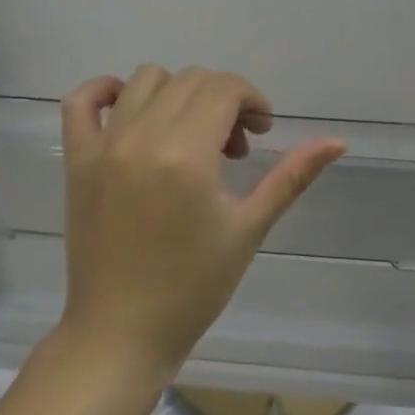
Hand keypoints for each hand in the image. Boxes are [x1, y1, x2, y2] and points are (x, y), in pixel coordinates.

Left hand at [57, 65, 345, 380]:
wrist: (121, 334)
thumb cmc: (193, 286)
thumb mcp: (250, 227)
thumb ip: (292, 176)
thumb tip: (338, 141)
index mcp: (185, 154)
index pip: (224, 88)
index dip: (252, 100)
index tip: (262, 132)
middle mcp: (141, 137)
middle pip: (191, 81)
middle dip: (223, 100)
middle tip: (235, 147)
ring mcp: (103, 146)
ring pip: (146, 81)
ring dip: (178, 95)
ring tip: (191, 137)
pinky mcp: (77, 160)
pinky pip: (81, 101)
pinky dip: (106, 91)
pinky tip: (131, 110)